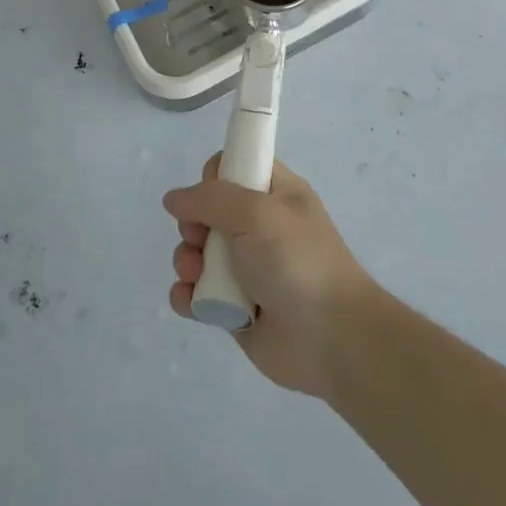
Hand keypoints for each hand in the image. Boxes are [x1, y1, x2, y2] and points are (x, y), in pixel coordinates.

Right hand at [163, 156, 377, 397]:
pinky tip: (190, 301)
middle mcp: (259, 227)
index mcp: (275, 193)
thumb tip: (174, 198)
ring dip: (186, 261)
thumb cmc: (297, 263)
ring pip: (198, 252)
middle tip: (198, 238)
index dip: (215, 177)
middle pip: (207, 211)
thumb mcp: (258, 213)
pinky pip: (198, 294)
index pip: (236, 166)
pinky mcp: (233, 307)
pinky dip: (187, 296)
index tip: (212, 195)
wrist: (331, 339)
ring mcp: (246, 268)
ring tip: (194, 276)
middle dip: (192, 224)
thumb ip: (212, 198)